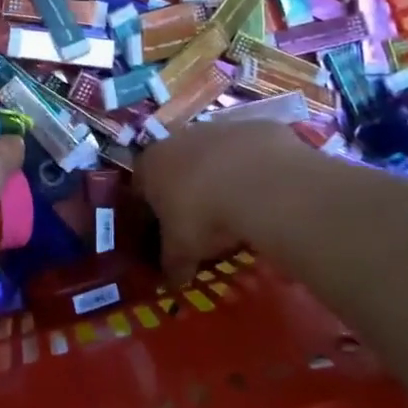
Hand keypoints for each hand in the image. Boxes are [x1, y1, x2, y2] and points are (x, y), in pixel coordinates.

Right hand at [134, 119, 312, 281]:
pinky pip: (250, 150)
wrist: (261, 183)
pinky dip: (254, 168)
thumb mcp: (182, 250)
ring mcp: (218, 127)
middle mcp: (179, 137)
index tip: (163, 232)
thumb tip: (172, 281)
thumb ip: (173, 264)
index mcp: (152, 164)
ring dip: (221, 175)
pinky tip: (266, 191)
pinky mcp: (255, 126)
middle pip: (177, 164)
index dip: (150, 212)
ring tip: (239, 206)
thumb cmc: (205, 216)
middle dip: (187, 189)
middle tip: (203, 220)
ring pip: (214, 154)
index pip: (140, 186)